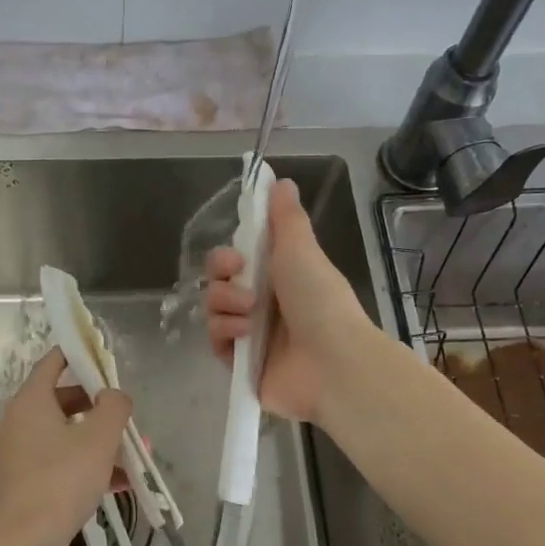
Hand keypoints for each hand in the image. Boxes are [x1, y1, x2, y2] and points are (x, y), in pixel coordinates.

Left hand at [0, 347, 132, 545]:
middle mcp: (17, 422)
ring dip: (97, 441)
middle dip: (98, 408)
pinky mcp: (22, 483)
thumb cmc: (62, 479)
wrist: (26, 543)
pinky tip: (119, 484)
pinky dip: (85, 465)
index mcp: (30, 402)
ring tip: (134, 456)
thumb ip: (113, 406)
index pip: (52, 363)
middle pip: (61, 401)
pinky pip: (58, 463)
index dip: (78, 355)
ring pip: (64, 436)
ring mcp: (17, 455)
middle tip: (124, 416)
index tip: (102, 356)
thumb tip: (113, 395)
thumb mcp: (99, 438)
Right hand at [205, 177, 374, 422]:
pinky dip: (225, 334)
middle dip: (222, 280)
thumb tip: (280, 181)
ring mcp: (250, 335)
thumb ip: (285, 217)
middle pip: (217, 283)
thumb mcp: (302, 249)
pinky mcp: (241, 364)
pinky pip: (214, 341)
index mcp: (278, 276)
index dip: (227, 255)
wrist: (331, 361)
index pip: (235, 260)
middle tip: (243, 286)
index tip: (237, 256)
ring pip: (213, 310)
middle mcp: (262, 304)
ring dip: (226, 306)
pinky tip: (244, 336)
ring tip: (249, 316)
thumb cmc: (319, 300)